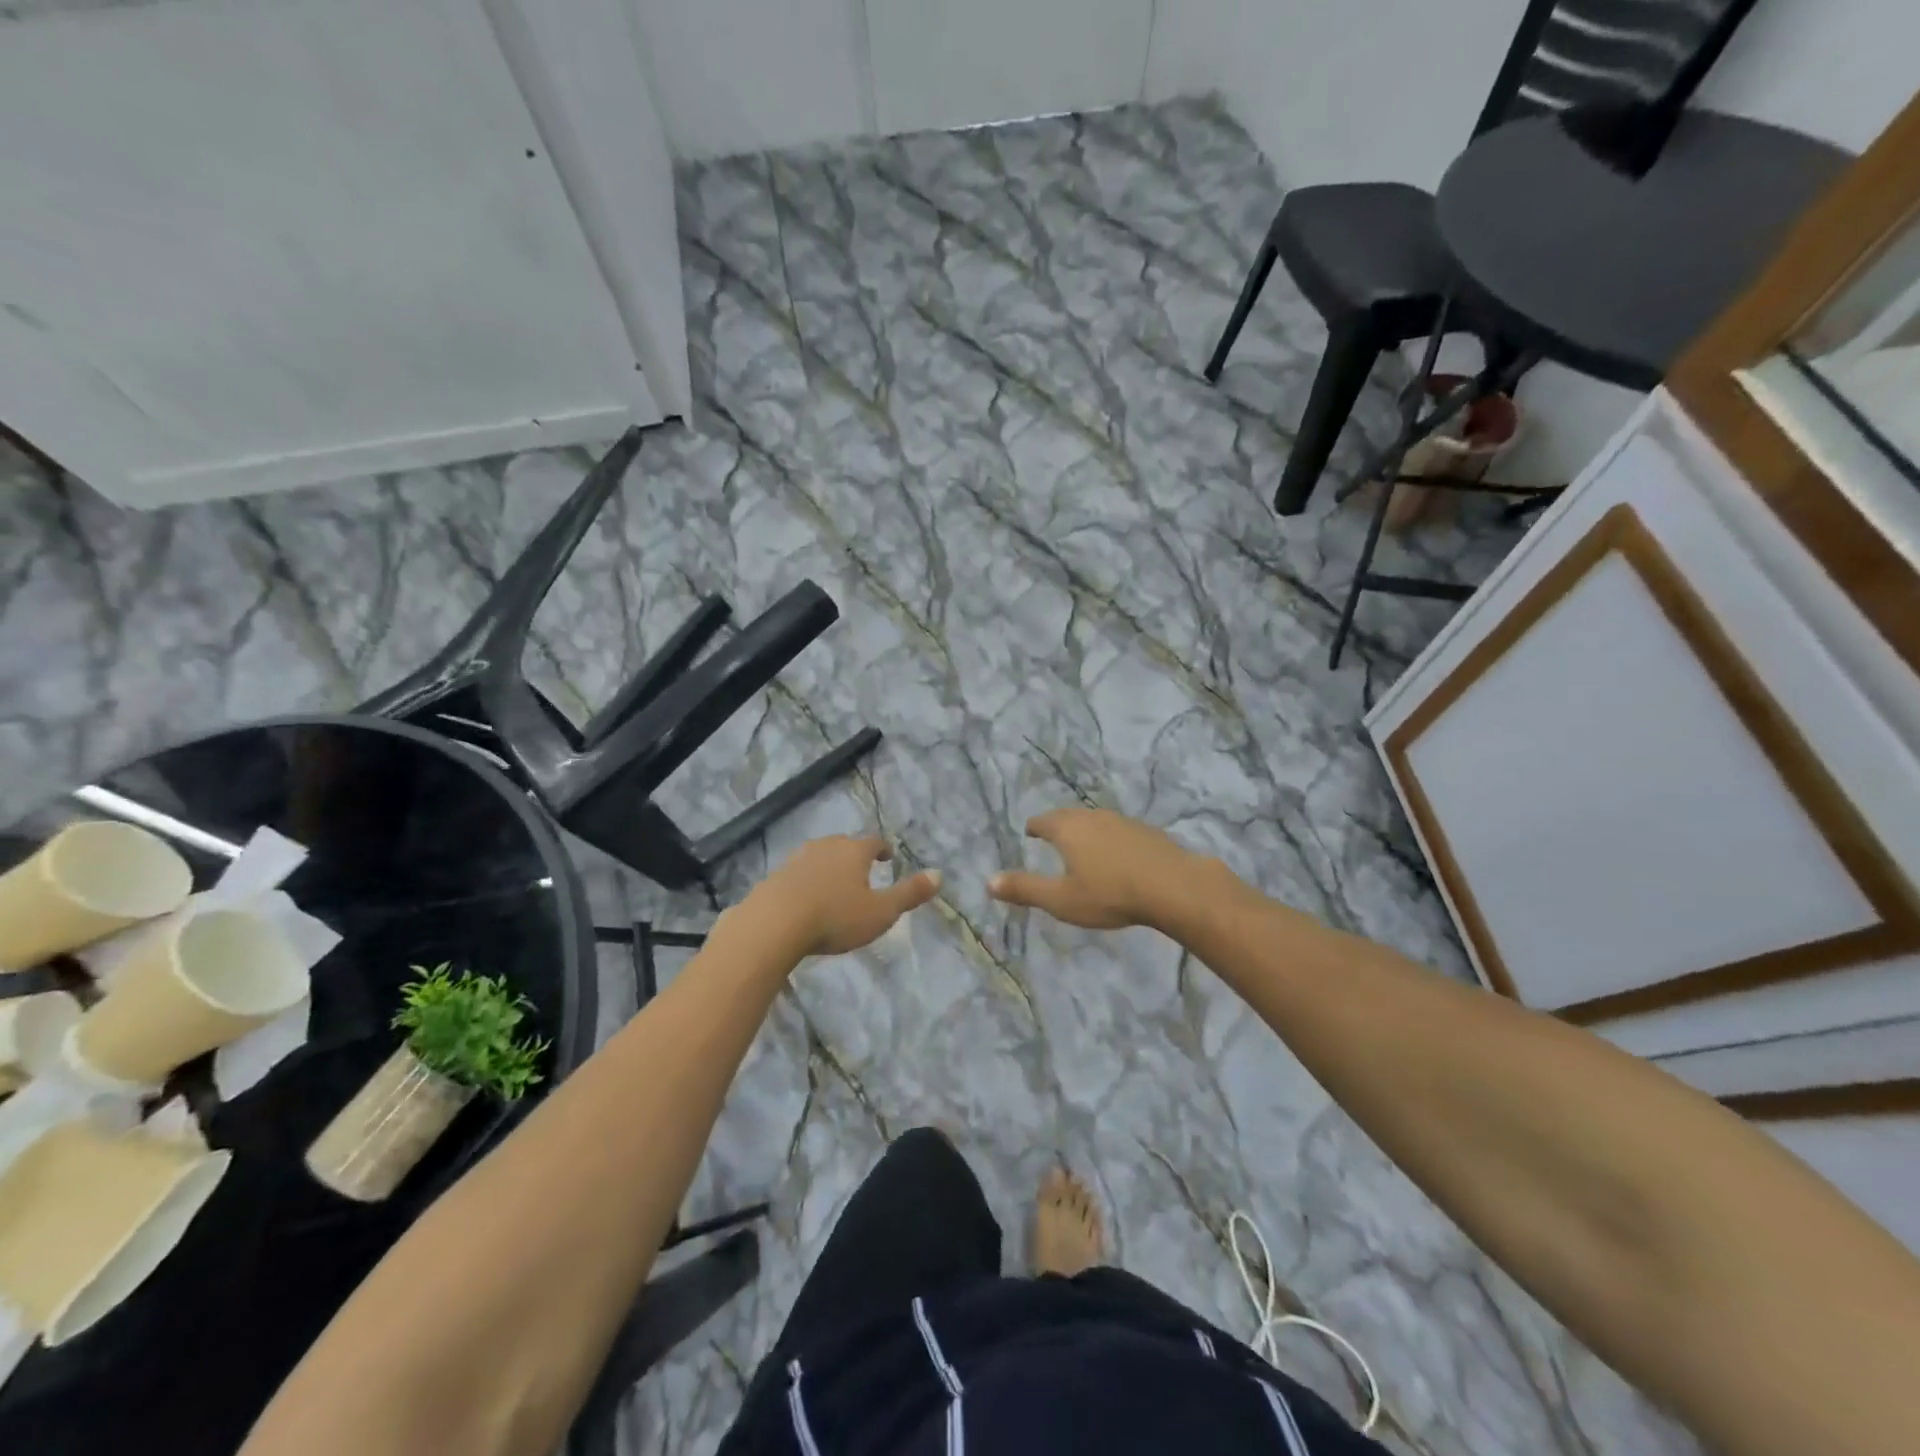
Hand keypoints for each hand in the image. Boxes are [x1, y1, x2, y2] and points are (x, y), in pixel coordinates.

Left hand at [749, 836, 941, 956]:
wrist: (774, 923)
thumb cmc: (835, 916)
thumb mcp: (881, 911)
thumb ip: (909, 893)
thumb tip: (939, 874)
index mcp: (853, 851)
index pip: (873, 842)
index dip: (882, 849)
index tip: (887, 856)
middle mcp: (825, 847)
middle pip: (843, 845)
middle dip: (853, 855)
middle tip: (860, 870)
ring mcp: (797, 860)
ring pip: (817, 857)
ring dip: (827, 867)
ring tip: (832, 883)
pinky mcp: (774, 877)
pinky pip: (796, 875)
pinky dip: (804, 882)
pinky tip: (804, 899)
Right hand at [988, 808, 1206, 929]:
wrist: (1173, 886)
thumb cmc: (1109, 894)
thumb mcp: (1061, 899)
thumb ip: (1025, 889)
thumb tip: (988, 882)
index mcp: (1067, 829)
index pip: (1043, 821)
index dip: (1034, 827)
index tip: (1030, 832)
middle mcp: (1092, 817)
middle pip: (1069, 816)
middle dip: (1058, 825)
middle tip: (1052, 835)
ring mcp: (1122, 821)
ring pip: (1096, 821)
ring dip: (1086, 831)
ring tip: (1083, 844)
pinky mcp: (1147, 832)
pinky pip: (1119, 830)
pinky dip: (1110, 839)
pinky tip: (1117, 854)